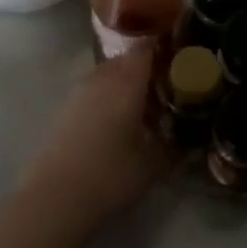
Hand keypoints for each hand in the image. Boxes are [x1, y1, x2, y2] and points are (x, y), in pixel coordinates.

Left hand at [14, 49, 170, 235]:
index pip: (149, 47)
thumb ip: (177, 146)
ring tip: (148, 107)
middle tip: (172, 87)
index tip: (187, 59)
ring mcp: (78, 92)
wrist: (54, 200)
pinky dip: (110, 98)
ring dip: (128, 84)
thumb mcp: (154, 165)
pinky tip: (121, 123)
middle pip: (128, 59)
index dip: (168, 49)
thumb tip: (193, 138)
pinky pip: (95, 91)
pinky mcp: (65, 110)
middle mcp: (101, 78)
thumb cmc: (111, 175)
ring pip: (110, 75)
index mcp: (126, 81)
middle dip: (150, 68)